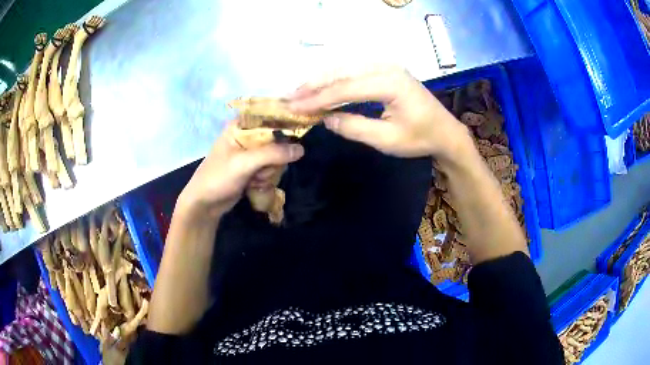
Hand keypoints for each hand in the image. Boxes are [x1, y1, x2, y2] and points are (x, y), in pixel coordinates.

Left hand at [176, 121, 303, 220]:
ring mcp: (251, 152)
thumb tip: (302, 149)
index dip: (284, 123)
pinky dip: (266, 177)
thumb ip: (273, 154)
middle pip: (277, 138)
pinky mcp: (253, 166)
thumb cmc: (218, 177)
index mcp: (240, 125)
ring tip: (255, 179)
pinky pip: (271, 167)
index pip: (270, 115)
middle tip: (263, 168)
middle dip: (274, 157)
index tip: (297, 135)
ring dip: (269, 171)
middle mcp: (247, 135)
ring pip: (276, 155)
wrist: (205, 204)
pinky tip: (255, 184)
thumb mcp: (244, 163)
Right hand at [289, 65, 468, 158]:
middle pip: (342, 72)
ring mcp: (387, 66)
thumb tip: (325, 119)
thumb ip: (355, 128)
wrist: (444, 131)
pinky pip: (355, 70)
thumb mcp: (387, 140)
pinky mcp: (386, 70)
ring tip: (300, 91)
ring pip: (346, 68)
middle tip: (291, 97)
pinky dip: (336, 78)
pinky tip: (322, 85)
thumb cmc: (419, 138)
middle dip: (314, 85)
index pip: (345, 88)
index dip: (318, 99)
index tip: (294, 107)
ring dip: (322, 79)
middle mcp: (386, 68)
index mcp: (390, 83)